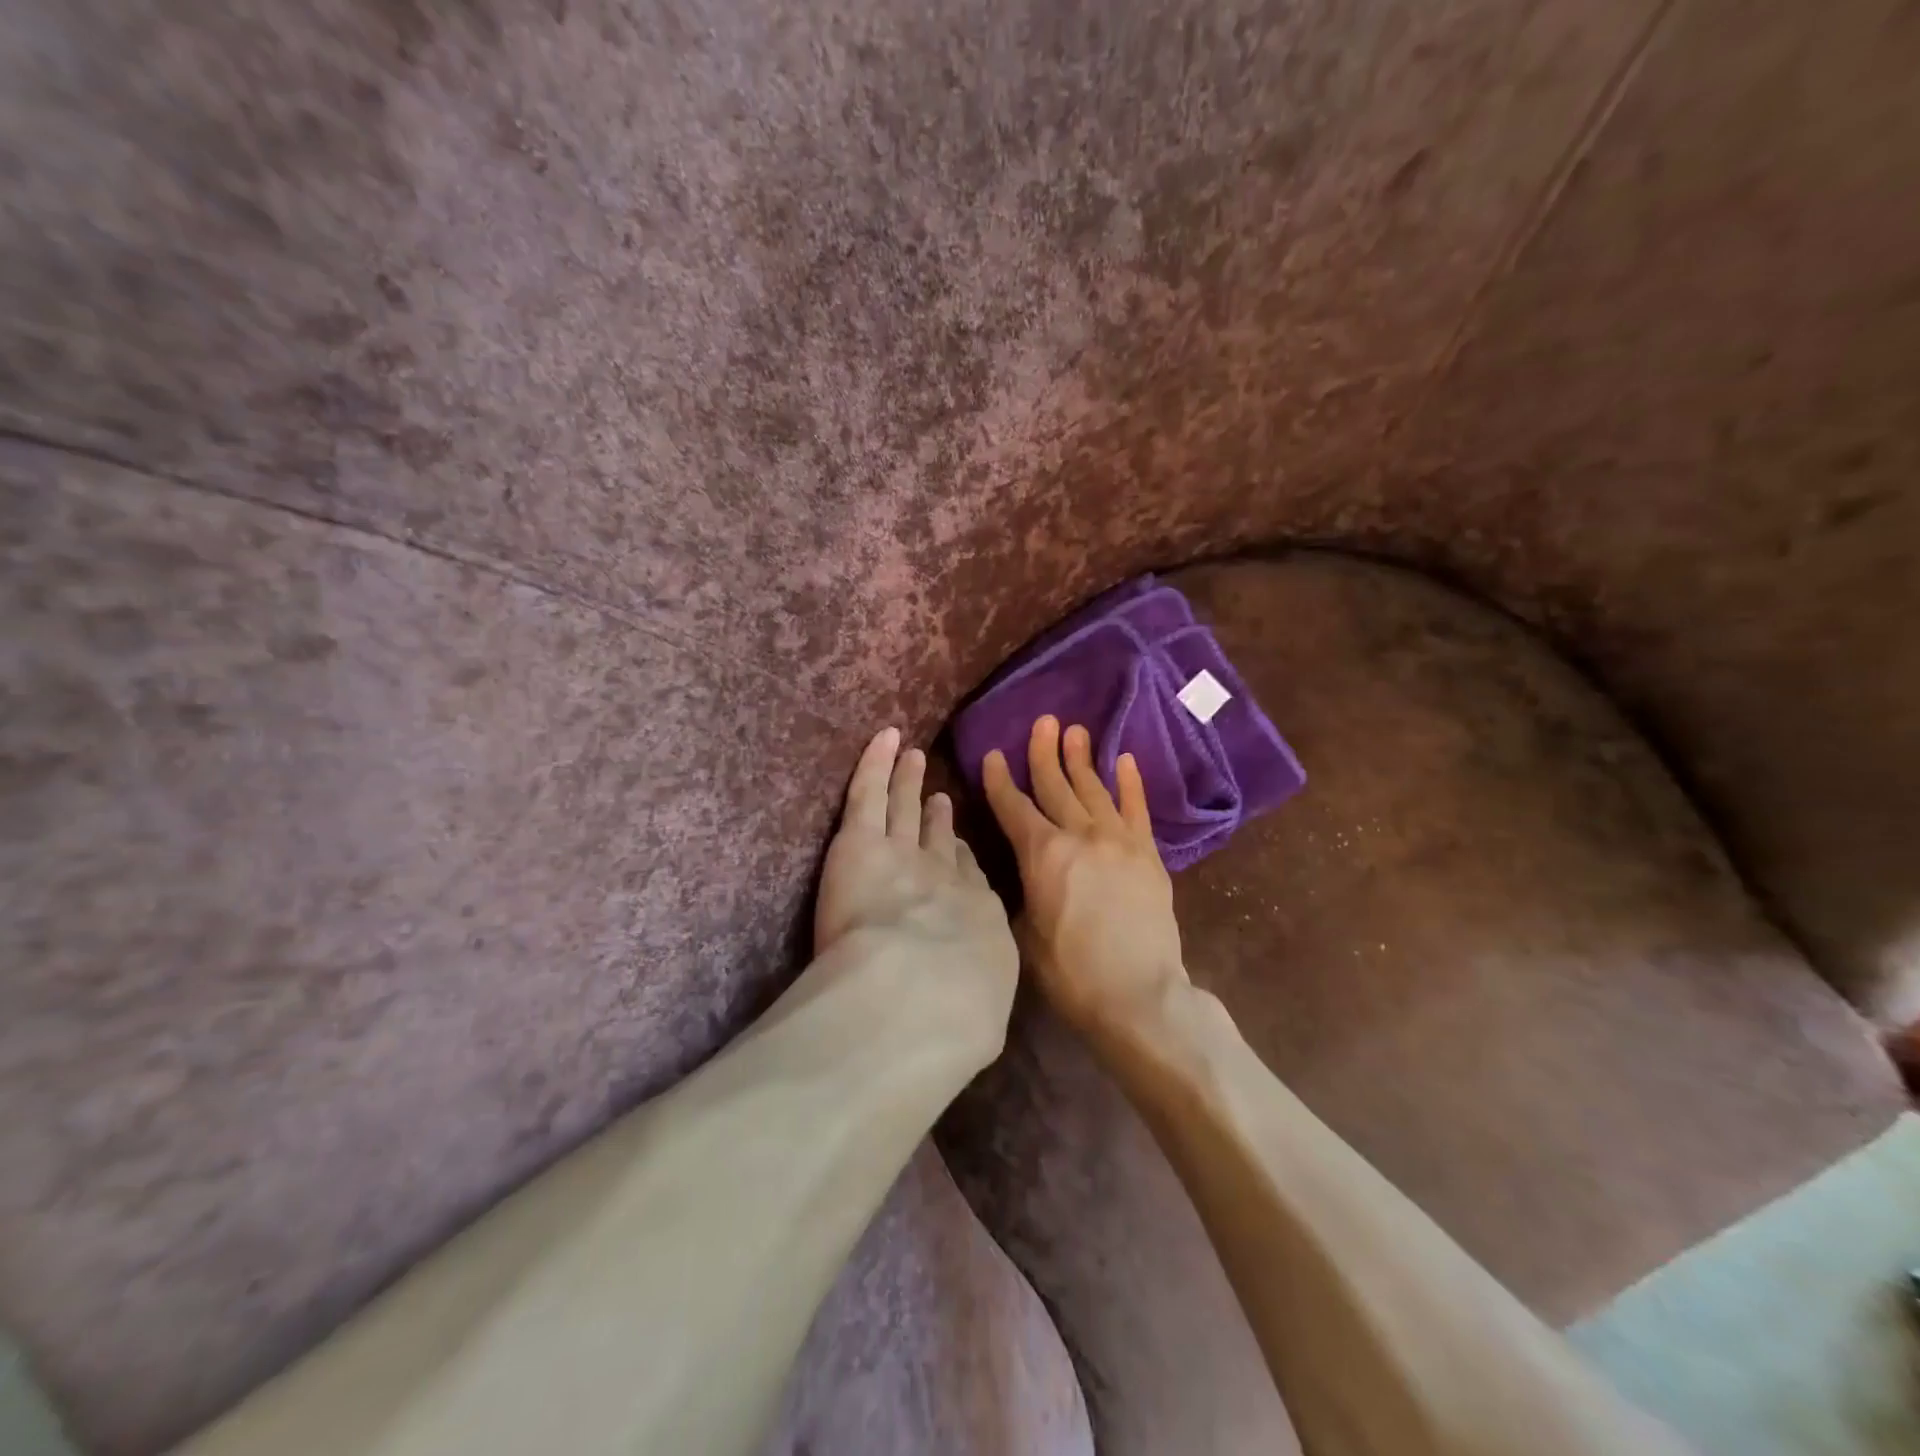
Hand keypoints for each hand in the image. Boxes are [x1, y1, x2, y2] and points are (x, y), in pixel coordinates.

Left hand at [816, 727, 1018, 1055]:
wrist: (923, 991)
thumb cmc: (957, 1016)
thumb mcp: (979, 1017)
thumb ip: (974, 1004)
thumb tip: (973, 1012)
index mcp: (975, 918)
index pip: (967, 878)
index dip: (959, 859)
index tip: (955, 848)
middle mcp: (944, 877)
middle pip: (939, 838)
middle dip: (939, 818)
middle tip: (938, 799)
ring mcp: (903, 852)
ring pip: (904, 808)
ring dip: (908, 782)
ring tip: (913, 760)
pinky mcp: (861, 841)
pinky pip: (869, 792)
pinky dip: (877, 762)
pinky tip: (884, 739)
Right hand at [983, 717, 1190, 1037]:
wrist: (1138, 995)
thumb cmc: (1071, 972)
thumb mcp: (1024, 934)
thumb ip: (1022, 892)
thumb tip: (1025, 872)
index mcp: (1042, 854)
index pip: (1013, 807)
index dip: (1000, 780)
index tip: (994, 755)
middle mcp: (1079, 835)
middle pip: (1056, 785)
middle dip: (1044, 752)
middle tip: (1042, 721)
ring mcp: (1118, 840)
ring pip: (1094, 789)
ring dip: (1082, 758)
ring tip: (1075, 730)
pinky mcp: (1148, 854)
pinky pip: (1137, 809)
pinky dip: (1130, 783)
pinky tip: (1124, 760)